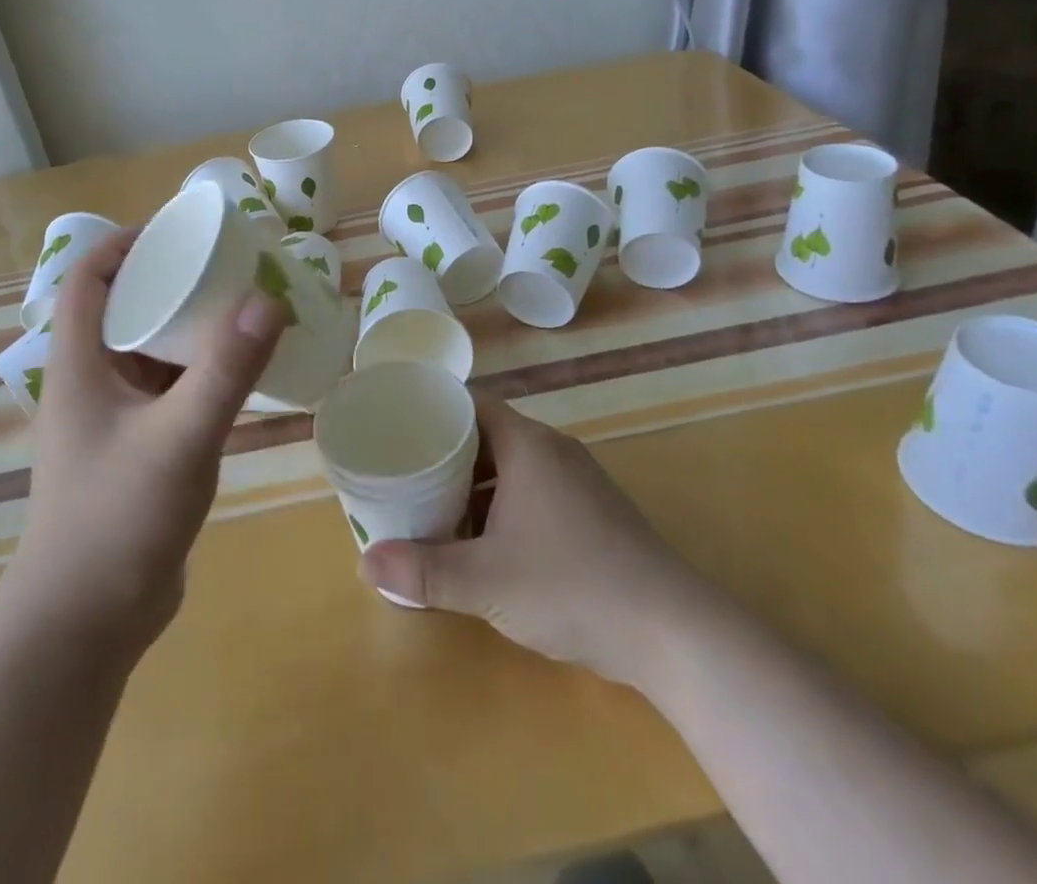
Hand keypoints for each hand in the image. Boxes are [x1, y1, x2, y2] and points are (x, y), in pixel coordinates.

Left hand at [0, 227, 285, 658]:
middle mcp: (91, 382)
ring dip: (192, 327)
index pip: (90, 277)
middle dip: (173, 280)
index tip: (181, 229)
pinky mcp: (138, 449)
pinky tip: (242, 371)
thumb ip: (226, 369)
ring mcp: (114, 418)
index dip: (126, 243)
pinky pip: (170, 389)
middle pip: (127, 308)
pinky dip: (201, 370)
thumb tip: (269, 297)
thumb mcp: (179, 437)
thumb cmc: (116, 521)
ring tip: (244, 307)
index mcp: (79, 364)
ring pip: (152, 351)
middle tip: (230, 265)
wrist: (84, 627)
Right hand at [360, 398, 706, 691]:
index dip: (433, 410)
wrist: (673, 632)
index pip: (470, 404)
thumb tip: (364, 564)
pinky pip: (533, 492)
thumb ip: (423, 571)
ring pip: (511, 468)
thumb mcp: (486, 581)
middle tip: (404, 473)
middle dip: (445, 455)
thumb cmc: (572, 586)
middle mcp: (552, 451)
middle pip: (487, 435)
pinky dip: (502, 506)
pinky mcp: (593, 513)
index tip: (398, 428)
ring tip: (433, 510)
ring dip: (473, 486)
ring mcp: (577, 482)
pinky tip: (484, 544)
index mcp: (527, 445)